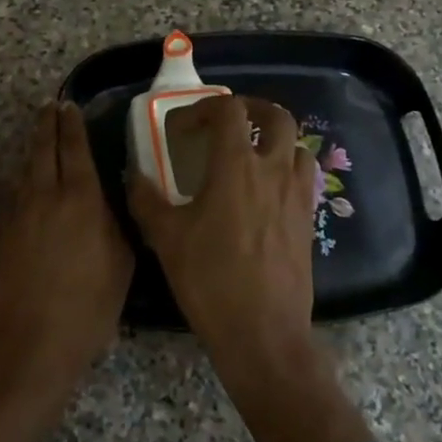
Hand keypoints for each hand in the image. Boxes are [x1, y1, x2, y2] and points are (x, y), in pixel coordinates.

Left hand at [0, 100, 132, 394]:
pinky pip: (18, 192)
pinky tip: (31, 182)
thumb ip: (117, 222)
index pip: (73, 148)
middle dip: (47, 125)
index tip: (69, 105)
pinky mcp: (4, 235)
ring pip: (26, 169)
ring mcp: (19, 214)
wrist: (29, 344)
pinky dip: (26, 177)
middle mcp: (44, 196)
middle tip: (50, 107)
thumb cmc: (88, 306)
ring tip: (42, 135)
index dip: (71, 124)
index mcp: (79, 197)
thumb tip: (111, 197)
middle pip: (43, 149)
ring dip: (35, 148)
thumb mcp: (121, 262)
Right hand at [126, 94, 318, 367]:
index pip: (229, 110)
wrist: (262, 333)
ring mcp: (296, 196)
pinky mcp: (307, 221)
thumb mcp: (165, 238)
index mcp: (236, 167)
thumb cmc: (210, 280)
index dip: (203, 108)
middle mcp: (273, 171)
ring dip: (274, 140)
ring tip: (250, 155)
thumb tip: (134, 177)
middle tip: (228, 123)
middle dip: (252, 109)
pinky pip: (303, 179)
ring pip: (297, 146)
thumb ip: (146, 200)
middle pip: (278, 117)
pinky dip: (285, 170)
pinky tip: (263, 194)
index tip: (182, 129)